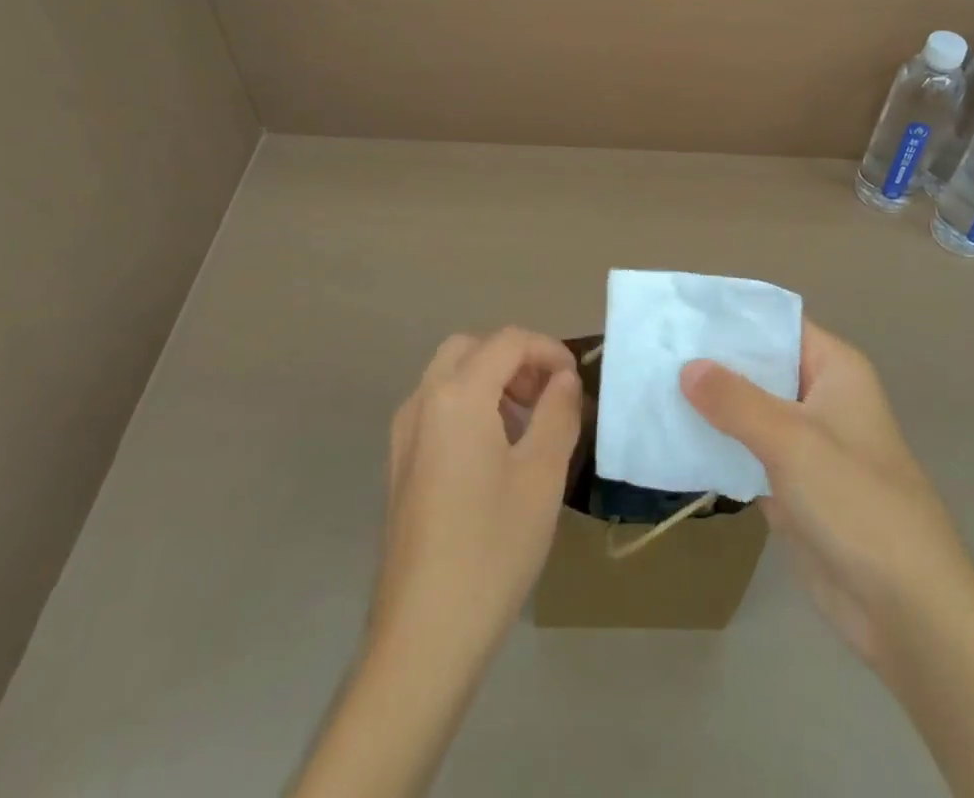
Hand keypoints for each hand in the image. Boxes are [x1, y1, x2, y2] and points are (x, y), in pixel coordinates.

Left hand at [372, 328, 581, 665]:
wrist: (424, 633)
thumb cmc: (493, 547)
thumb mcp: (542, 475)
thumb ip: (558, 412)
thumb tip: (563, 378)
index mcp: (458, 395)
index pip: (507, 341)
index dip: (547, 349)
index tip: (575, 380)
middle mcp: (423, 401)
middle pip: (471, 348)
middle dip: (514, 359)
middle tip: (547, 394)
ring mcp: (404, 434)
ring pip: (449, 376)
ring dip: (490, 380)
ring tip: (527, 424)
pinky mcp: (399, 464)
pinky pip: (436, 408)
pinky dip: (468, 404)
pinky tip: (493, 452)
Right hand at [680, 322, 973, 682]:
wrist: (907, 609)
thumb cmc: (857, 503)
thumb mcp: (792, 441)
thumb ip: (735, 400)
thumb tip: (687, 366)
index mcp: (834, 369)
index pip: (777, 324)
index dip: (733, 315)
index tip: (681, 311)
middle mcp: (820, 397)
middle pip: (759, 366)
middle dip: (711, 360)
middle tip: (653, 348)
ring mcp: (805, 444)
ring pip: (748, 410)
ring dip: (708, 405)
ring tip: (651, 386)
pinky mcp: (791, 486)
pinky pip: (745, 452)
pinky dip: (715, 445)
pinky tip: (670, 437)